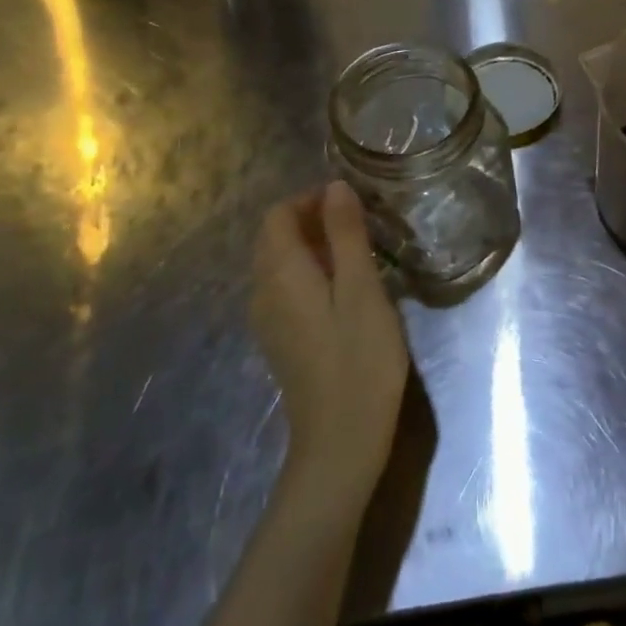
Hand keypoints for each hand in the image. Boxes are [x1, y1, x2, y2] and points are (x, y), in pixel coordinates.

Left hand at [251, 182, 411, 495]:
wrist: (341, 438)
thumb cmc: (360, 358)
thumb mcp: (362, 289)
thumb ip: (346, 235)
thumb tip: (334, 187)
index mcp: (280, 274)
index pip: (277, 215)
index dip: (311, 200)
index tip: (354, 204)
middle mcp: (263, 292)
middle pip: (275, 238)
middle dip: (313, 221)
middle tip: (362, 226)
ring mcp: (268, 320)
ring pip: (281, 265)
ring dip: (314, 248)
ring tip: (360, 255)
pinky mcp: (280, 340)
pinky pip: (287, 290)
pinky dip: (311, 275)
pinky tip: (346, 292)